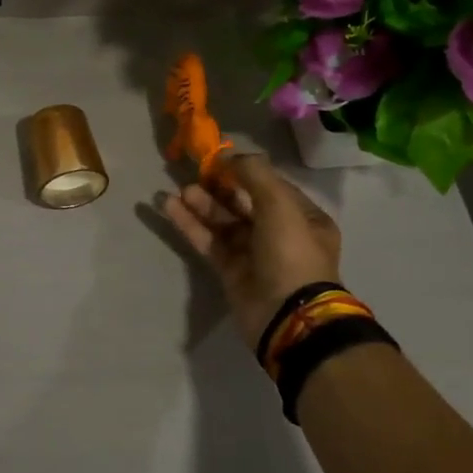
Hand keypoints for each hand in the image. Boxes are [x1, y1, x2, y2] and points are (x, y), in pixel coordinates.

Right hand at [160, 152, 342, 350]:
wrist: (288, 316)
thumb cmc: (291, 254)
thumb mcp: (280, 205)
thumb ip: (254, 174)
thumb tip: (230, 155)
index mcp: (303, 218)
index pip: (270, 186)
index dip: (244, 171)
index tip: (218, 159)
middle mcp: (280, 233)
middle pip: (243, 202)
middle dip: (219, 188)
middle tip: (194, 174)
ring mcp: (254, 253)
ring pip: (223, 222)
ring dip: (201, 204)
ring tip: (178, 191)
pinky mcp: (231, 271)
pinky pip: (209, 241)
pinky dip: (190, 224)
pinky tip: (169, 207)